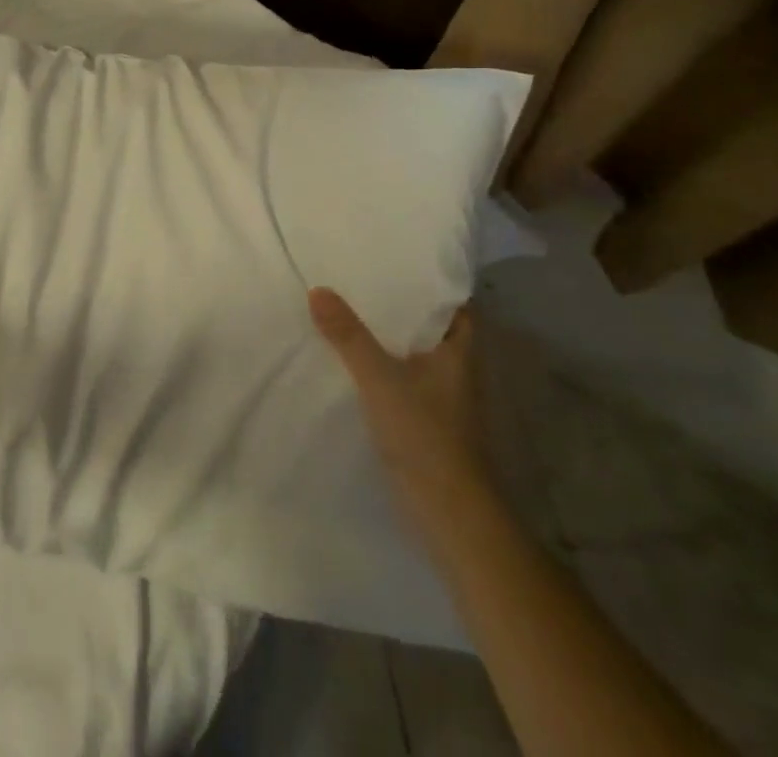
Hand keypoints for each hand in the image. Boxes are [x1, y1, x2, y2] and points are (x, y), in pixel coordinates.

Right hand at [310, 289, 489, 515]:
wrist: (447, 514)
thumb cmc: (425, 435)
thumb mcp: (380, 378)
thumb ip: (348, 335)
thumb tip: (318, 290)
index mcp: (459, 353)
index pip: (456, 306)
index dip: (434, 284)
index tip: (401, 262)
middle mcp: (456, 372)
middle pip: (431, 329)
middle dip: (402, 307)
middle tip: (365, 279)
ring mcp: (442, 400)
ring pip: (414, 355)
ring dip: (389, 338)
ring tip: (351, 311)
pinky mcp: (425, 423)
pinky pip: (402, 380)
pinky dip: (382, 367)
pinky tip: (352, 360)